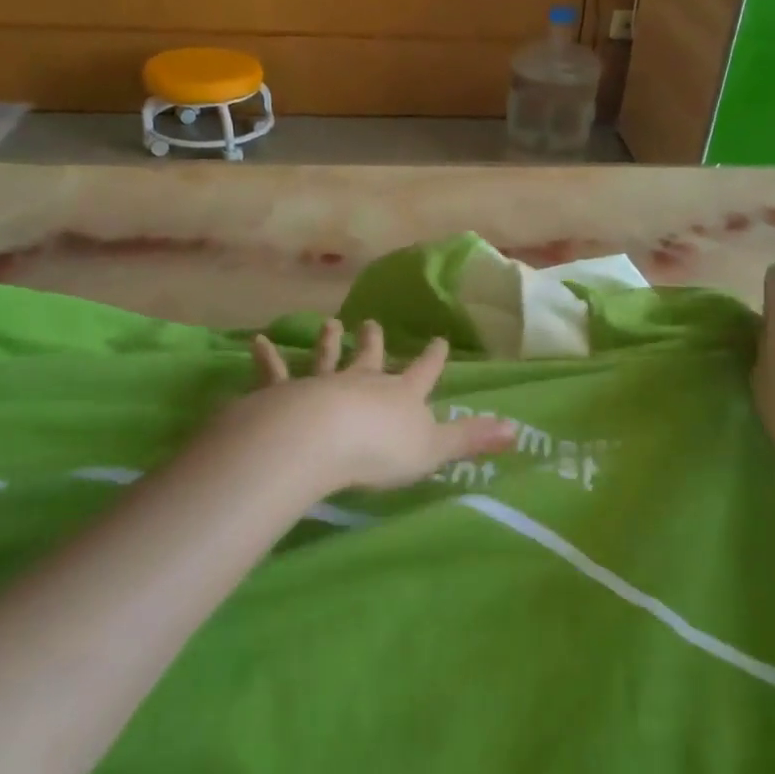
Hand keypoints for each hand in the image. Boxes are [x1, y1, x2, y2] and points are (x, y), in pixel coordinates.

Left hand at [217, 319, 514, 495]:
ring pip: (327, 358)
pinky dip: (266, 358)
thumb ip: (470, 439)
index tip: (438, 340)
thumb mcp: (434, 450)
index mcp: (401, 395)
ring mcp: (322, 384)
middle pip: (371, 358)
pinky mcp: (283, 392)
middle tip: (371, 323)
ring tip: (329, 324)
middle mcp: (363, 382)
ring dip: (328, 342)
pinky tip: (258, 342)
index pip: (423, 372)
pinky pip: (274, 372)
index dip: (432, 358)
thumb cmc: (381, 450)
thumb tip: (516, 429)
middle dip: (373, 342)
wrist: (320, 441)